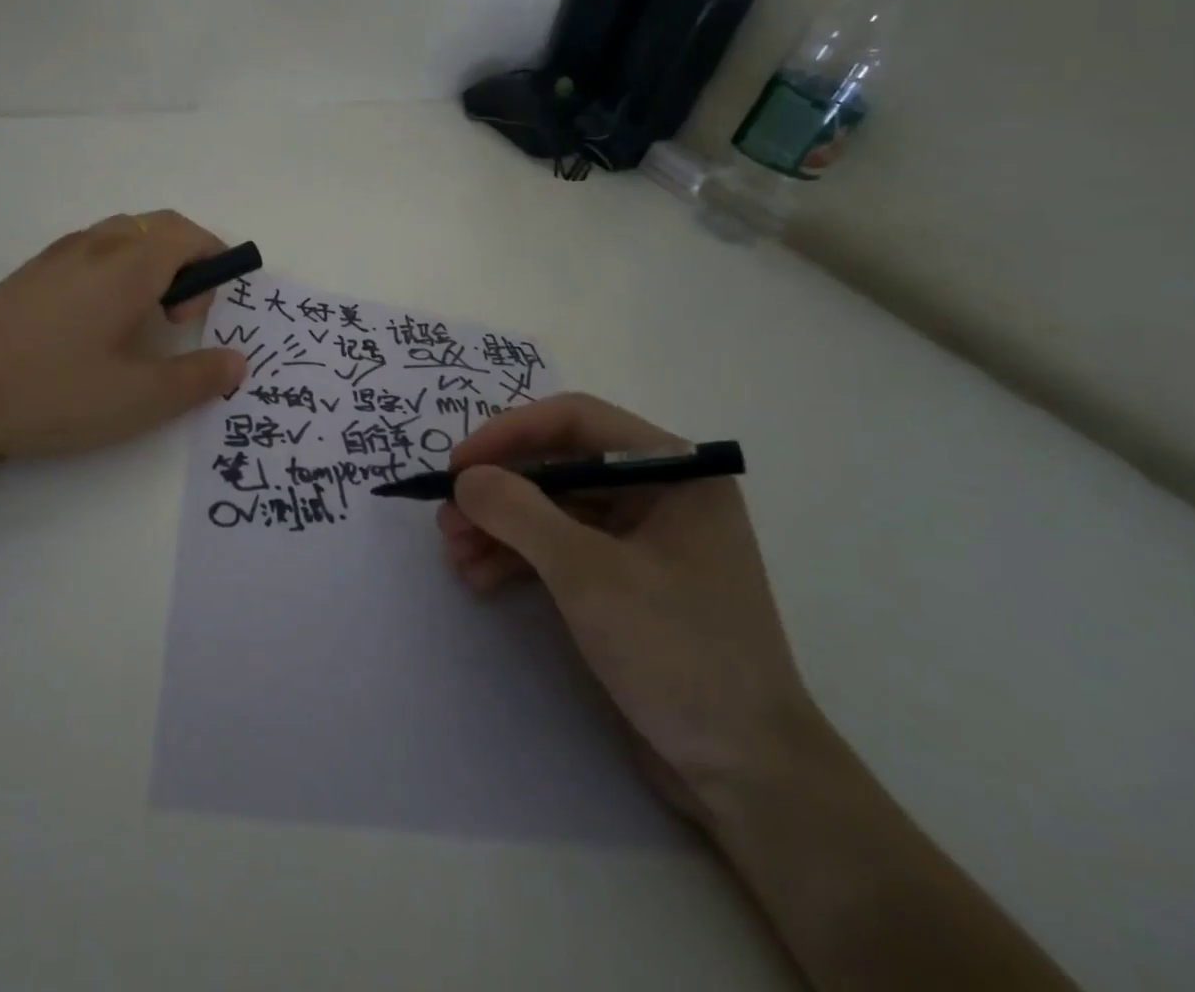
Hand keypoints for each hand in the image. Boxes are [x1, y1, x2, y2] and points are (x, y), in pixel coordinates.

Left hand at [0, 211, 245, 504]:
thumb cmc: (53, 391)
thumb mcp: (139, 398)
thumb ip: (197, 378)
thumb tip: (238, 362)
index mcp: (129, 264)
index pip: (189, 235)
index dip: (216, 261)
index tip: (211, 310)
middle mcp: (96, 246)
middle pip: (158, 227)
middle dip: (188, 259)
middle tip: (183, 315)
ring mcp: (57, 256)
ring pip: (123, 235)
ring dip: (151, 262)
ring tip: (144, 318)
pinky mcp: (30, 274)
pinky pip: (93, 251)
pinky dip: (118, 269)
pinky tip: (99, 323)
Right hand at [439, 393, 816, 818]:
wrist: (746, 775)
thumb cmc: (678, 652)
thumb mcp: (588, 573)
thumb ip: (519, 512)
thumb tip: (465, 478)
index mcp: (674, 470)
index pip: (576, 421)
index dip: (509, 434)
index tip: (459, 466)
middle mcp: (659, 493)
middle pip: (559, 466)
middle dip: (499, 491)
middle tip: (447, 519)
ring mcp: (642, 538)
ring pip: (554, 509)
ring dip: (501, 527)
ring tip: (454, 554)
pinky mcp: (626, 580)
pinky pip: (562, 548)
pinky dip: (520, 557)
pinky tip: (480, 576)